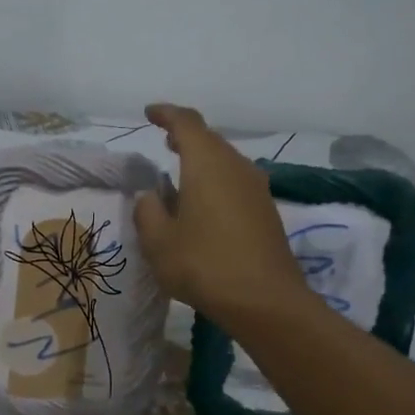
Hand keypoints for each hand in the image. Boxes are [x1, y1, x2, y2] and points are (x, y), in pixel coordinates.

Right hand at [133, 103, 311, 319]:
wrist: (264, 300)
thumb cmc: (204, 265)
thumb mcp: (158, 242)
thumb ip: (148, 212)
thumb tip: (151, 196)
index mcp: (207, 164)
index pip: (187, 123)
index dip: (167, 114)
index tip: (150, 113)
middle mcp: (236, 167)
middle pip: (210, 140)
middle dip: (185, 136)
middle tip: (163, 141)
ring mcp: (256, 188)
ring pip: (225, 161)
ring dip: (202, 161)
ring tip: (180, 174)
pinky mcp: (266, 211)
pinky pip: (235, 182)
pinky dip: (215, 181)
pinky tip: (202, 204)